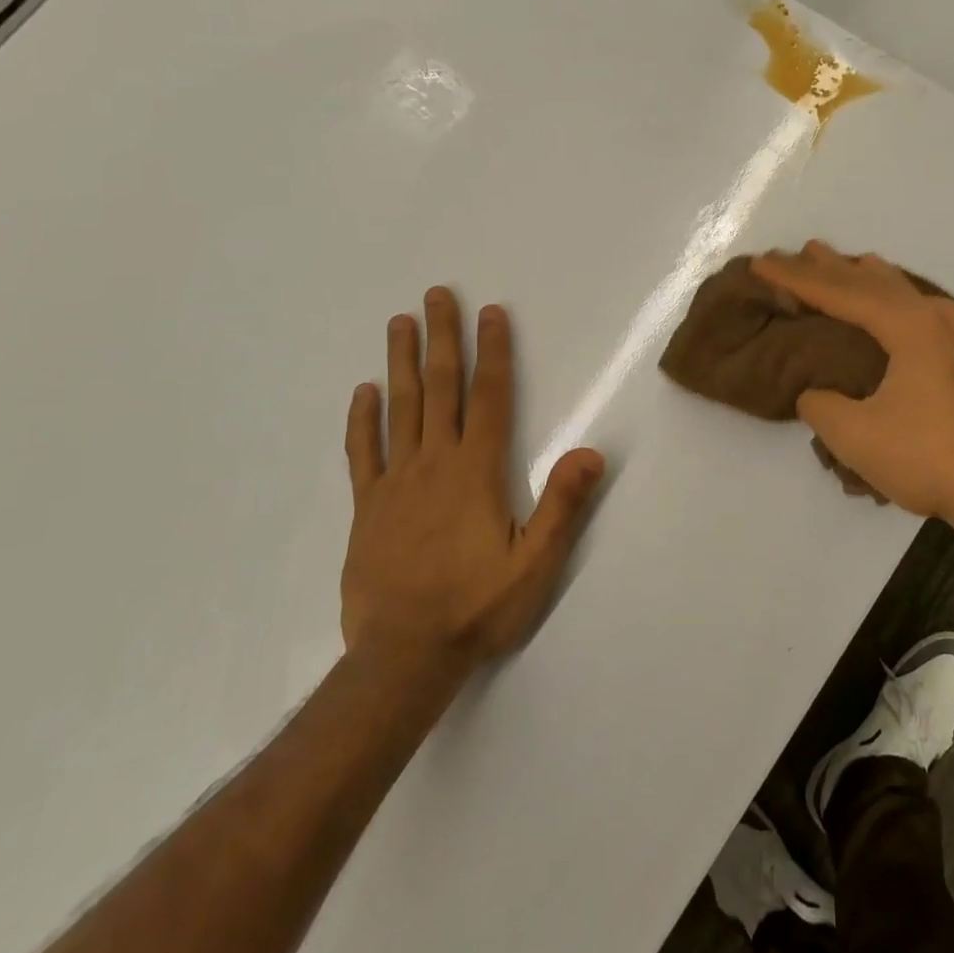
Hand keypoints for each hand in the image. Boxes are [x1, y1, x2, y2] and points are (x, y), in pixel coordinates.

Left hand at [340, 288, 604, 676]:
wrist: (403, 657)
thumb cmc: (477, 607)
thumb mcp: (535, 564)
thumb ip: (562, 505)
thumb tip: (591, 452)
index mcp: (476, 471)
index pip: (489, 397)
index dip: (492, 353)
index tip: (489, 313)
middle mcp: (434, 464)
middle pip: (438, 388)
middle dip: (440, 338)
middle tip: (435, 295)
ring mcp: (395, 483)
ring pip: (398, 409)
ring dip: (399, 362)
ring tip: (399, 322)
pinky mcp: (368, 507)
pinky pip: (363, 453)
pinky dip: (362, 420)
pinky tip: (362, 392)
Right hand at [750, 243, 953, 527]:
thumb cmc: (926, 458)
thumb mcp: (853, 435)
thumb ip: (820, 403)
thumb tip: (815, 391)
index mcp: (909, 325)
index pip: (841, 292)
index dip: (796, 278)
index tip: (762, 262)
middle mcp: (935, 315)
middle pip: (871, 281)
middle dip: (829, 268)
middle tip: (795, 252)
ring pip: (900, 289)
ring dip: (861, 278)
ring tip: (835, 264)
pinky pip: (919, 306)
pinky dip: (889, 296)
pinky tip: (887, 299)